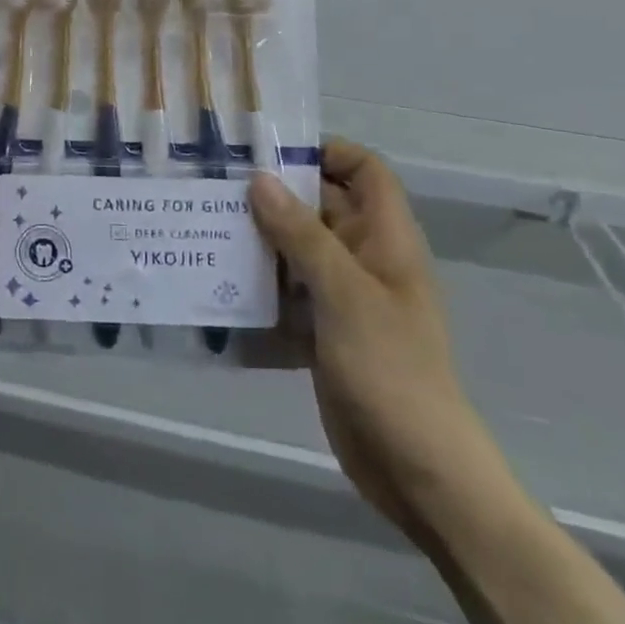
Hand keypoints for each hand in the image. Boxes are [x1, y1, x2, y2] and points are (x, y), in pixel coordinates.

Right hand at [250, 140, 499, 538]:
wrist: (418, 471)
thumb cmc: (390, 370)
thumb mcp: (345, 295)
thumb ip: (302, 235)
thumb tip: (260, 179)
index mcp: (386, 240)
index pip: (365, 171)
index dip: (327, 151)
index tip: (271, 152)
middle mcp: (366, 260)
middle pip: (322, 207)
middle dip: (275, 195)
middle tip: (217, 185)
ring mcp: (345, 298)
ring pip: (298, 250)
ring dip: (260, 240)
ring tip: (206, 227)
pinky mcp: (324, 331)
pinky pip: (288, 293)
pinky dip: (259, 286)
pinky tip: (218, 284)